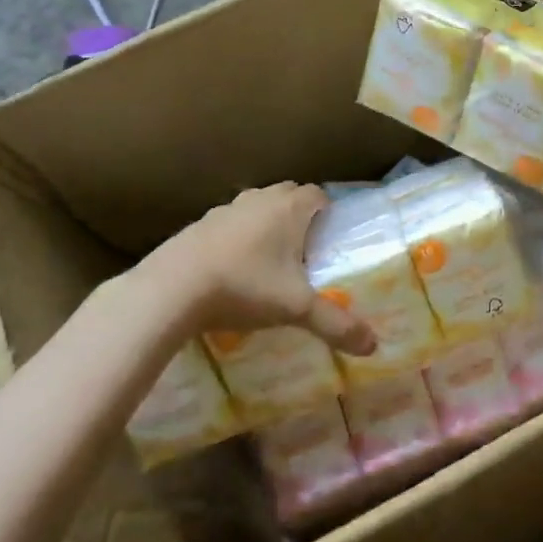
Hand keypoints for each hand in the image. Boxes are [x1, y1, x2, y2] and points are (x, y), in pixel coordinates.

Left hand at [130, 183, 375, 355]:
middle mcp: (258, 200)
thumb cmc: (244, 286)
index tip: (330, 237)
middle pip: (287, 195)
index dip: (327, 212)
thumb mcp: (295, 308)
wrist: (170, 290)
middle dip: (298, 215)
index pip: (318, 195)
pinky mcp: (196, 226)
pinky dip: (235, 238)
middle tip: (305, 249)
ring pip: (255, 207)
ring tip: (268, 259)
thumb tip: (372, 346)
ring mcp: (224, 210)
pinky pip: (227, 224)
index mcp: (288, 209)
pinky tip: (231, 269)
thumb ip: (335, 324)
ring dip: (265, 224)